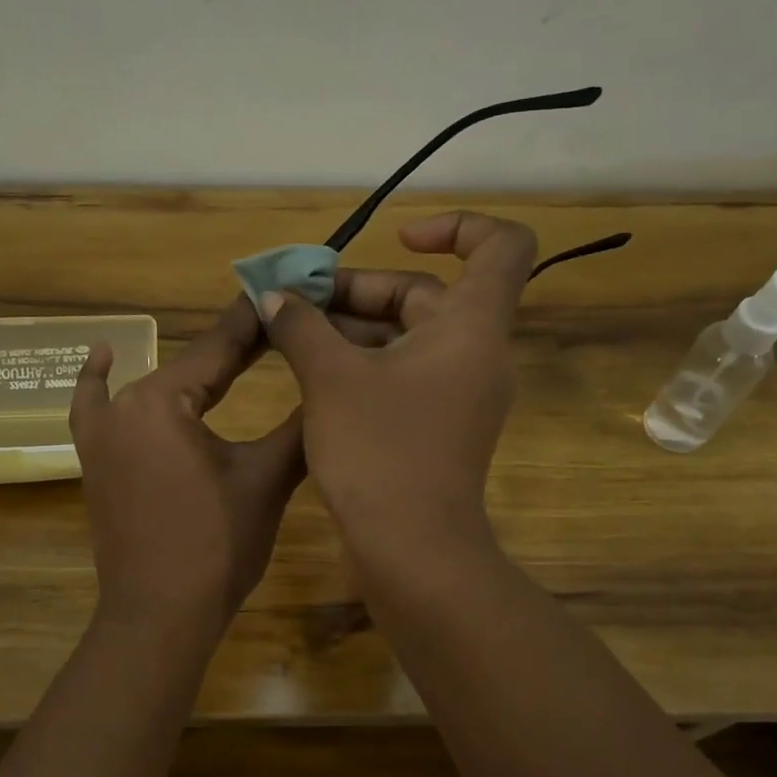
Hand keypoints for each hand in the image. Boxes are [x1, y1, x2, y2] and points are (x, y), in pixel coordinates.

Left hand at [69, 297, 304, 625]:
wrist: (160, 616)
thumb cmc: (216, 547)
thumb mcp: (266, 480)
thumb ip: (296, 425)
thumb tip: (325, 384)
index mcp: (161, 402)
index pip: (219, 348)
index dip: (258, 322)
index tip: (286, 293)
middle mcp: (123, 406)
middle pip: (189, 364)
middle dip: (235, 346)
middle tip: (279, 324)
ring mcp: (101, 435)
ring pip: (153, 384)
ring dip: (191, 367)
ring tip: (233, 347)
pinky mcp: (96, 461)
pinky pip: (94, 409)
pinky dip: (98, 382)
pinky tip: (101, 356)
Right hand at [260, 211, 534, 549]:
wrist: (412, 549)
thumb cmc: (379, 451)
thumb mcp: (330, 378)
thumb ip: (301, 326)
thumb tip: (275, 298)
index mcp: (471, 327)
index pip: (501, 246)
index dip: (458, 226)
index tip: (400, 237)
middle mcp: (475, 354)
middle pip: (427, 294)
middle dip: (360, 290)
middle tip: (297, 299)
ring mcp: (459, 394)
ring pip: (408, 338)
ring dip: (352, 328)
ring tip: (290, 332)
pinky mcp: (438, 426)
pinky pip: (404, 374)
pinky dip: (364, 363)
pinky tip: (310, 371)